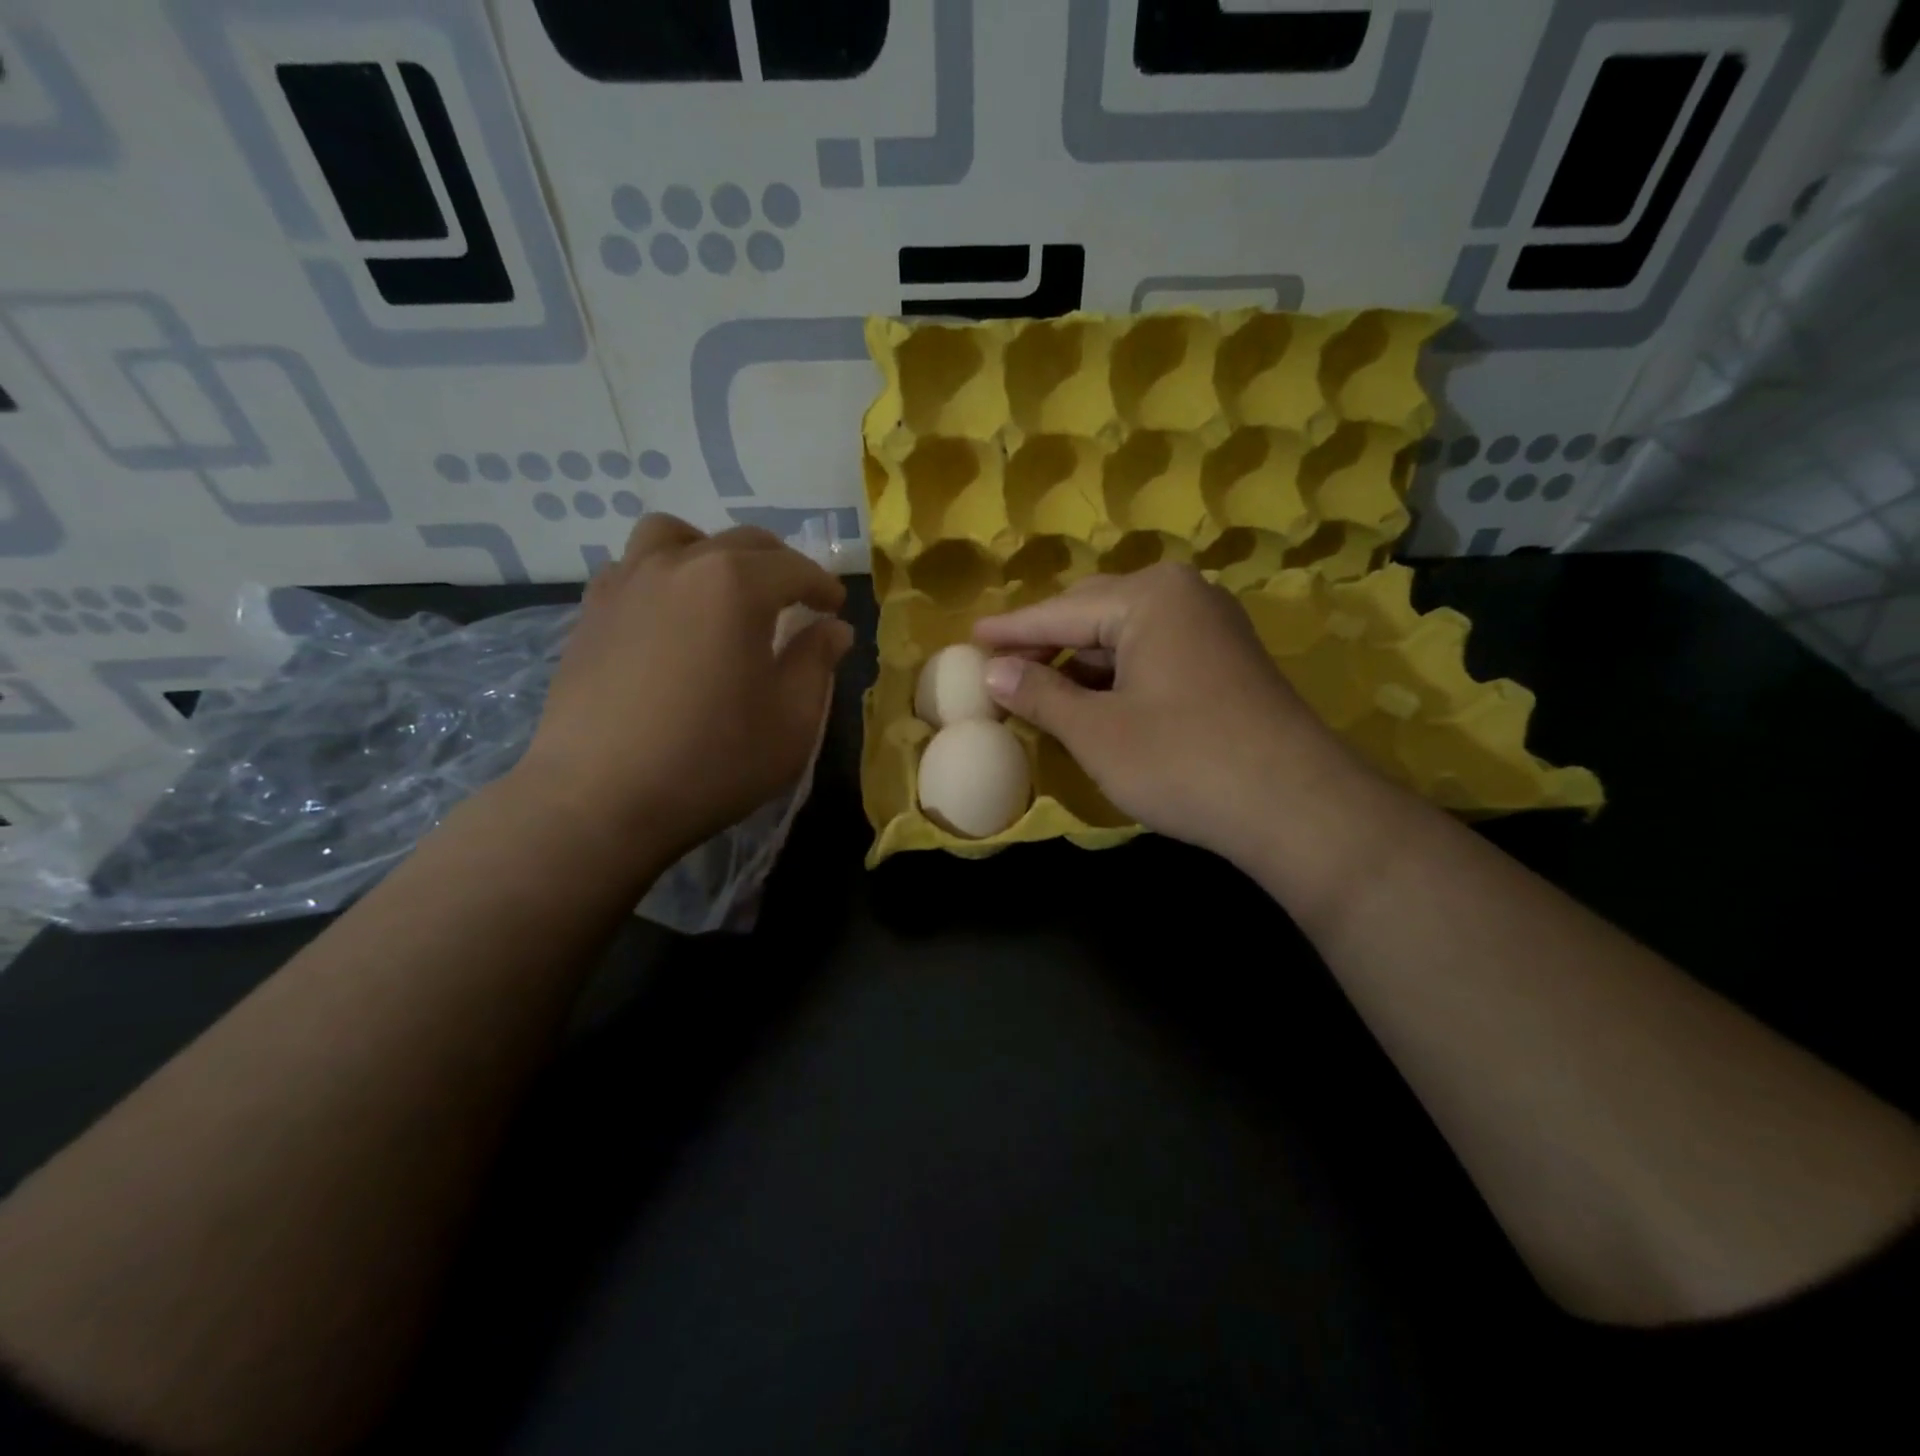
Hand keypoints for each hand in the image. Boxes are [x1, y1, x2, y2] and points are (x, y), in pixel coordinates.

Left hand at [514, 515, 850, 857]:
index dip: (823, 586)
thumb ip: (816, 663)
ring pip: (675, 536)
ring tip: (722, 590)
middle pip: (741, 542)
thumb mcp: (792, 721)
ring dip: (711, 552)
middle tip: (795, 600)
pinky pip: (633, 567)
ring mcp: (627, 583)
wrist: (600, 799)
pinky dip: (662, 575)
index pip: (794, 568)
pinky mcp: (591, 612)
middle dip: (779, 565)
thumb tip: (832, 628)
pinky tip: (669, 617)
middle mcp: (681, 565)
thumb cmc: (712, 760)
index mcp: (736, 584)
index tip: (835, 608)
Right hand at [973, 563, 1362, 865]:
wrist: (1294, 805)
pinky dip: (1115, 675)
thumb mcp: (1096, 731)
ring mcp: (1211, 626)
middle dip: (1044, 642)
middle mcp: (1183, 595)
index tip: (969, 639)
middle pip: (1092, 613)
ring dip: (1079, 661)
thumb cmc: (1182, 760)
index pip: (1059, 611)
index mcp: (1149, 597)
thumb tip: (993, 672)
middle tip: (998, 666)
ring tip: (1035, 686)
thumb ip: (1039, 694)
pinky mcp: (1225, 660)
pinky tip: (1091, 699)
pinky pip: (1152, 654)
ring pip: (1124, 636)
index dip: (1011, 631)